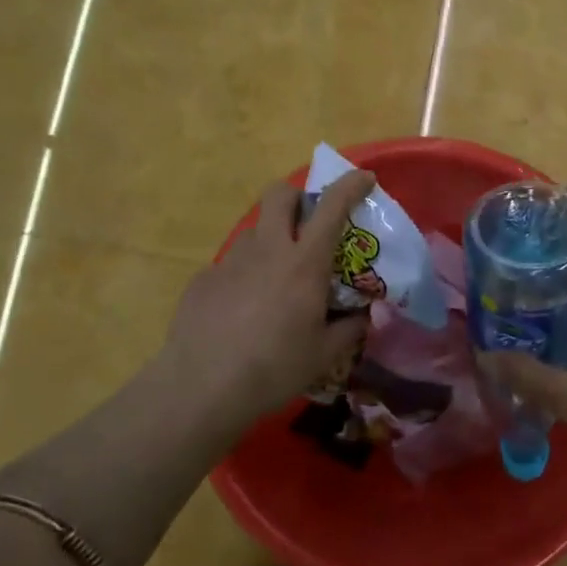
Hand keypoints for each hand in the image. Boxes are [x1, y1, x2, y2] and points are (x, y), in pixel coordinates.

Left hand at [158, 168, 375, 429]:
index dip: (350, 185)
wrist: (202, 387)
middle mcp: (267, 250)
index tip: (364, 178)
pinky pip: (232, 264)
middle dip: (298, 195)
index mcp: (304, 264)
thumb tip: (362, 317)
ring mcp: (230, 261)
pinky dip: (246, 275)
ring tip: (277, 278)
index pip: (331, 207)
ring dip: (272, 239)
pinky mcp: (203, 279)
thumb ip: (349, 329)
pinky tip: (244, 309)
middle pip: (279, 194)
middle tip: (309, 222)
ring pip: (255, 230)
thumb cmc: (274, 369)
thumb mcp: (324, 355)